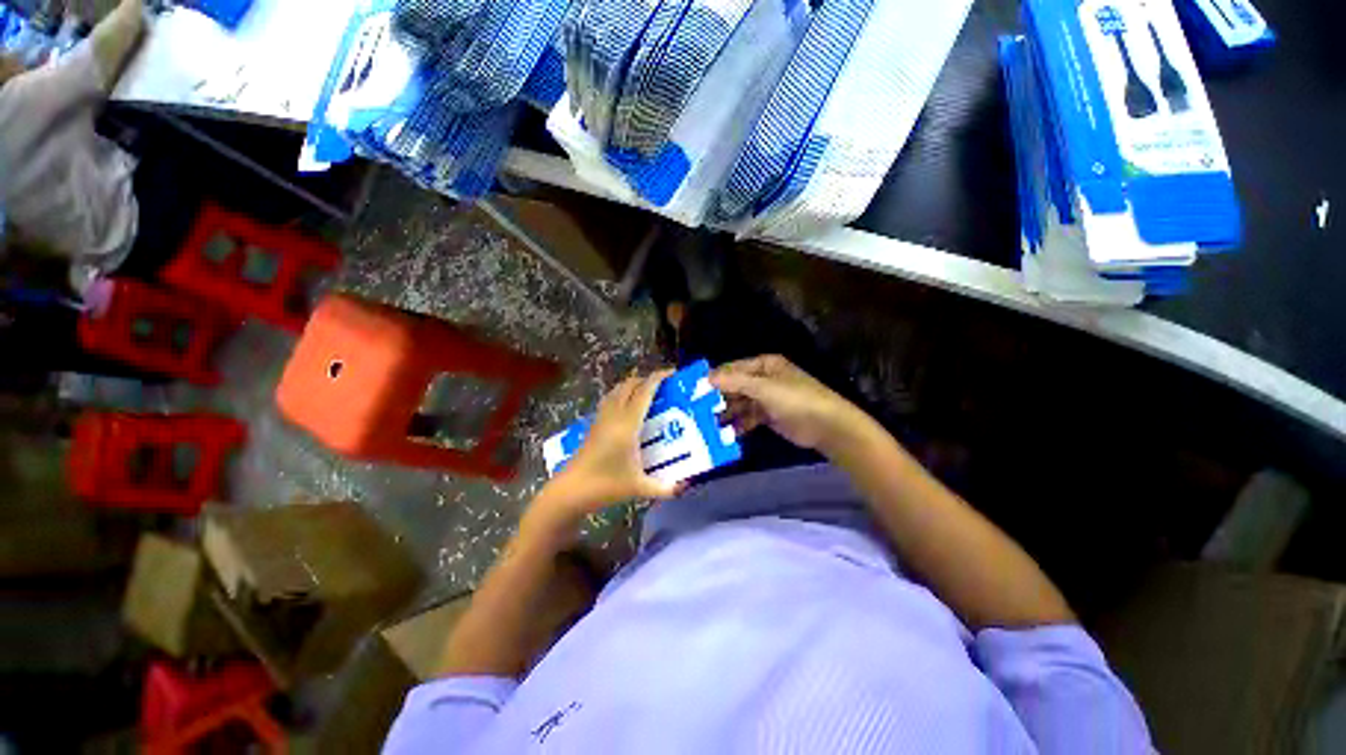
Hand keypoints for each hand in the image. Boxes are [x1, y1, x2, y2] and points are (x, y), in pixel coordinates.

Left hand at [530, 370, 680, 527]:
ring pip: (616, 390)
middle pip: (629, 385)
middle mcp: (614, 416)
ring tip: (646, 392)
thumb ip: (665, 488)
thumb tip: (686, 487)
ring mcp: (601, 419)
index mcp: (628, 425)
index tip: (671, 373)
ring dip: (631, 385)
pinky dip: (620, 395)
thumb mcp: (639, 488)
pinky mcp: (593, 425)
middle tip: (662, 386)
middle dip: (646, 379)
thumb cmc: (606, 486)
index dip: (657, 378)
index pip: (644, 392)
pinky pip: (609, 400)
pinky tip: (627, 408)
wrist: (571, 490)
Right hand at [712, 355, 870, 453]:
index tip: (694, 390)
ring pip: (740, 404)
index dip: (714, 378)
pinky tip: (725, 433)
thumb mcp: (764, 388)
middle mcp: (764, 379)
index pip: (733, 368)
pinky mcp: (769, 416)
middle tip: (697, 410)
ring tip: (707, 424)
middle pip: (735, 386)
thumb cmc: (795, 399)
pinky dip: (738, 424)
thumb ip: (735, 382)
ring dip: (726, 413)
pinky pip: (748, 418)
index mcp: (764, 365)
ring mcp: (767, 398)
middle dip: (718, 397)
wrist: (826, 426)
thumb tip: (707, 377)